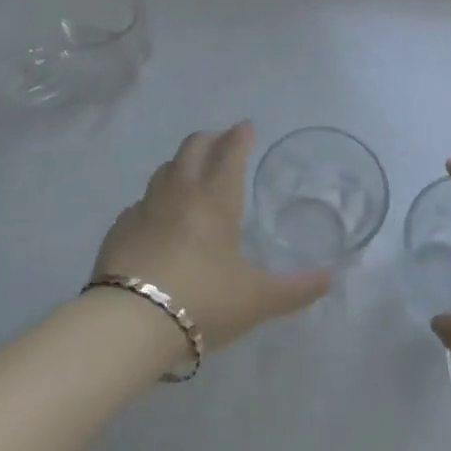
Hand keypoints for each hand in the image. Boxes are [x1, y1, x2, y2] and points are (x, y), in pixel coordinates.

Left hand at [92, 122, 331, 351]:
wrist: (129, 323)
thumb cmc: (203, 301)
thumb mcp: (257, 299)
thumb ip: (296, 289)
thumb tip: (331, 279)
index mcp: (216, 199)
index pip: (230, 153)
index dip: (240, 136)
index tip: (246, 127)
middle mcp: (180, 193)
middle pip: (192, 148)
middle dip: (209, 139)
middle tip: (221, 142)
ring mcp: (145, 208)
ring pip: (164, 170)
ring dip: (181, 164)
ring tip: (191, 174)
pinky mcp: (119, 229)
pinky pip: (141, 202)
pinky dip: (155, 199)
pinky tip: (158, 218)